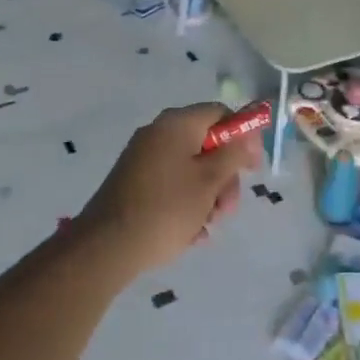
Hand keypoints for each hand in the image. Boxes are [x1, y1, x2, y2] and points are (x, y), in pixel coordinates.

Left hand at [81, 103, 262, 273]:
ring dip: (208, 196)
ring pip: (191, 170)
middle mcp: (158, 134)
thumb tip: (247, 135)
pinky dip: (186, 205)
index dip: (243, 137)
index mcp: (177, 123)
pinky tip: (190, 233)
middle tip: (227, 208)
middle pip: (207, 144)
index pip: (220, 113)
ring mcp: (144, 158)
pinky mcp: (134, 183)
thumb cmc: (166, 208)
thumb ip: (234, 153)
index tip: (252, 169)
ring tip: (207, 226)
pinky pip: (172, 186)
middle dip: (224, 177)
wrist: (107, 246)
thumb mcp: (209, 180)